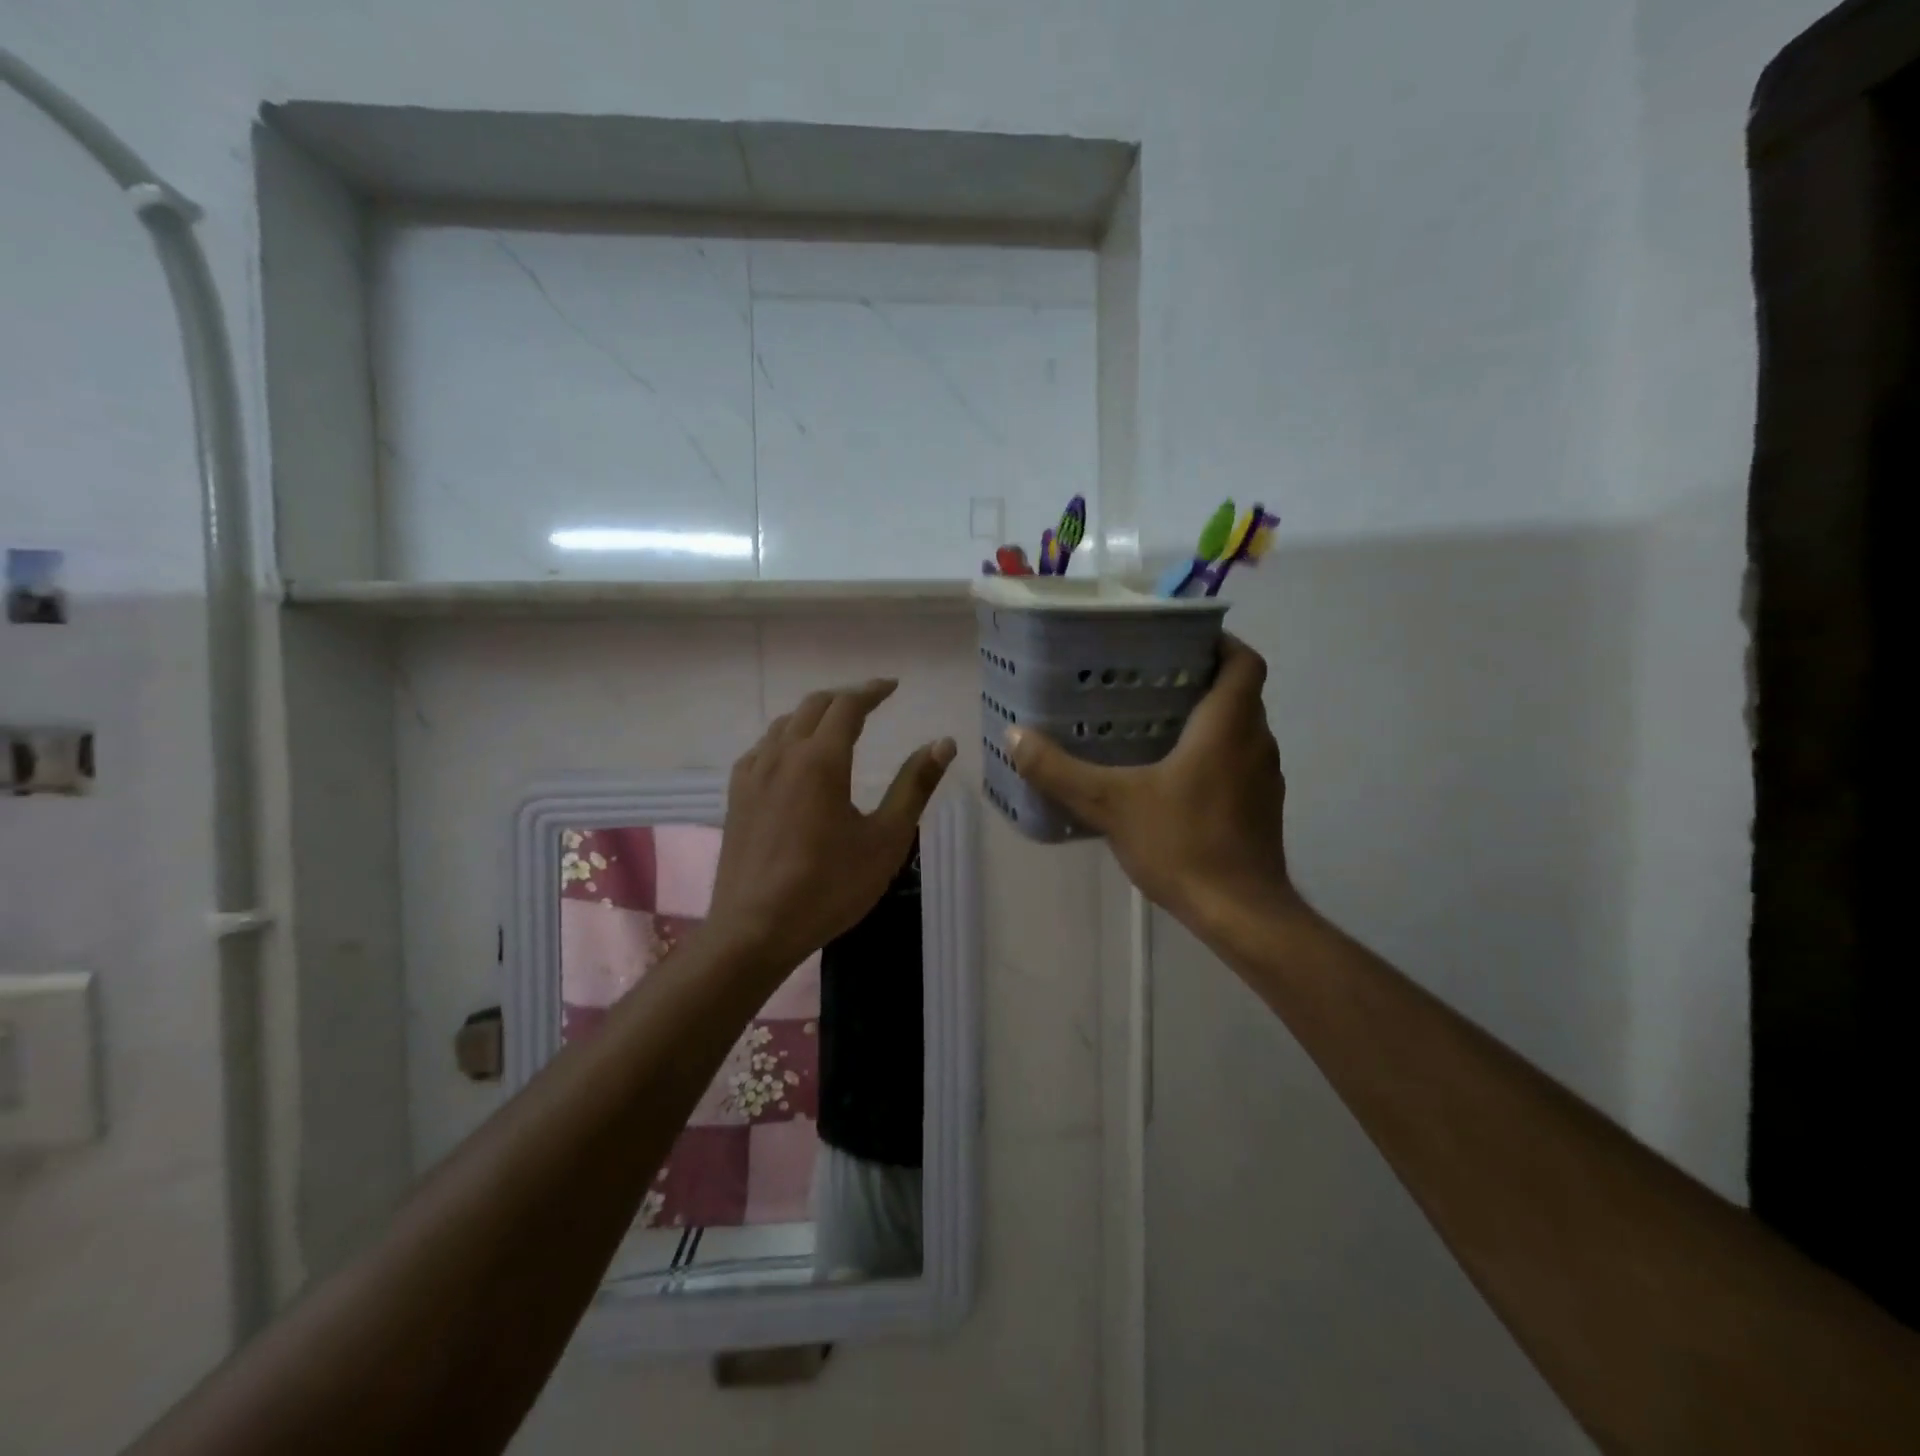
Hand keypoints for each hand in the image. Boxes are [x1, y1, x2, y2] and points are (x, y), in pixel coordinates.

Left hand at [709, 679, 955, 974]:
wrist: (755, 929)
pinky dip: (787, 739)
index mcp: (821, 760)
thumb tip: (944, 743)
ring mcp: (753, 774)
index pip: (848, 705)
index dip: (872, 691)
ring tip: (837, 726)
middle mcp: (783, 754)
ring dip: (815, 716)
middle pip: (814, 706)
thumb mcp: (886, 839)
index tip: (892, 686)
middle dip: (845, 698)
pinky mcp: (736, 796)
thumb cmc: (829, 887)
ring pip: (785, 724)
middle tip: (871, 703)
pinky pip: (763, 748)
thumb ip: (915, 786)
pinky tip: (794, 760)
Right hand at [1007, 635, 1296, 933]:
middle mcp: (1256, 743)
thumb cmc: (1183, 844)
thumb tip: (1014, 737)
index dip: (1220, 642)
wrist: (1241, 914)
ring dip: (1209, 720)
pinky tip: (1172, 778)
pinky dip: (1213, 756)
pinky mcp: (1262, 809)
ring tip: (1155, 722)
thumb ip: (1060, 770)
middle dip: (1203, 680)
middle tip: (1151, 680)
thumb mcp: (1110, 804)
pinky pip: (1239, 763)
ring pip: (1241, 730)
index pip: (1244, 661)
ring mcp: (1265, 779)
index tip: (1181, 641)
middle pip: (1240, 693)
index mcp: (1229, 725)